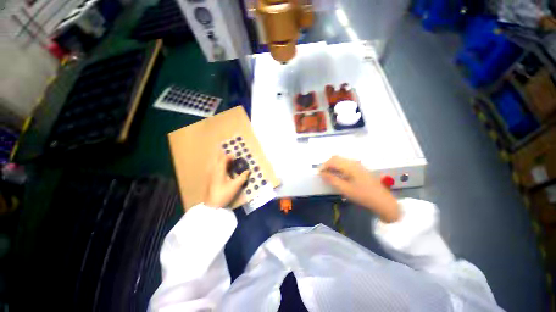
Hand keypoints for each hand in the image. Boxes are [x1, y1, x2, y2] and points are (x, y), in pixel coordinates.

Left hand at [204, 152, 249, 207]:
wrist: (212, 205)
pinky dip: (218, 166)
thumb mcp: (236, 185)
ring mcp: (210, 175)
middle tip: (230, 156)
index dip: (229, 156)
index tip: (235, 156)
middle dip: (223, 156)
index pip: (223, 159)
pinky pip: (213, 168)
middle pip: (217, 159)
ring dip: (220, 160)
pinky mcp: (209, 180)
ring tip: (226, 161)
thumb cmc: (224, 194)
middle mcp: (213, 171)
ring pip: (214, 164)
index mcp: (219, 170)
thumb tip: (248, 171)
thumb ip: (243, 177)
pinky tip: (222, 170)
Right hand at [319, 156, 399, 222]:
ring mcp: (357, 164)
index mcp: (350, 166)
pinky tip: (338, 174)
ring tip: (328, 174)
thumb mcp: (345, 189)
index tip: (319, 173)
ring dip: (332, 165)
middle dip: (327, 164)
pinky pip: (345, 163)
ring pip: (341, 160)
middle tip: (323, 174)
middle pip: (336, 158)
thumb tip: (322, 173)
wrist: (382, 201)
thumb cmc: (362, 195)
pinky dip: (338, 166)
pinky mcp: (359, 168)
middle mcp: (353, 162)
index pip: (332, 161)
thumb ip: (332, 180)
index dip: (323, 166)